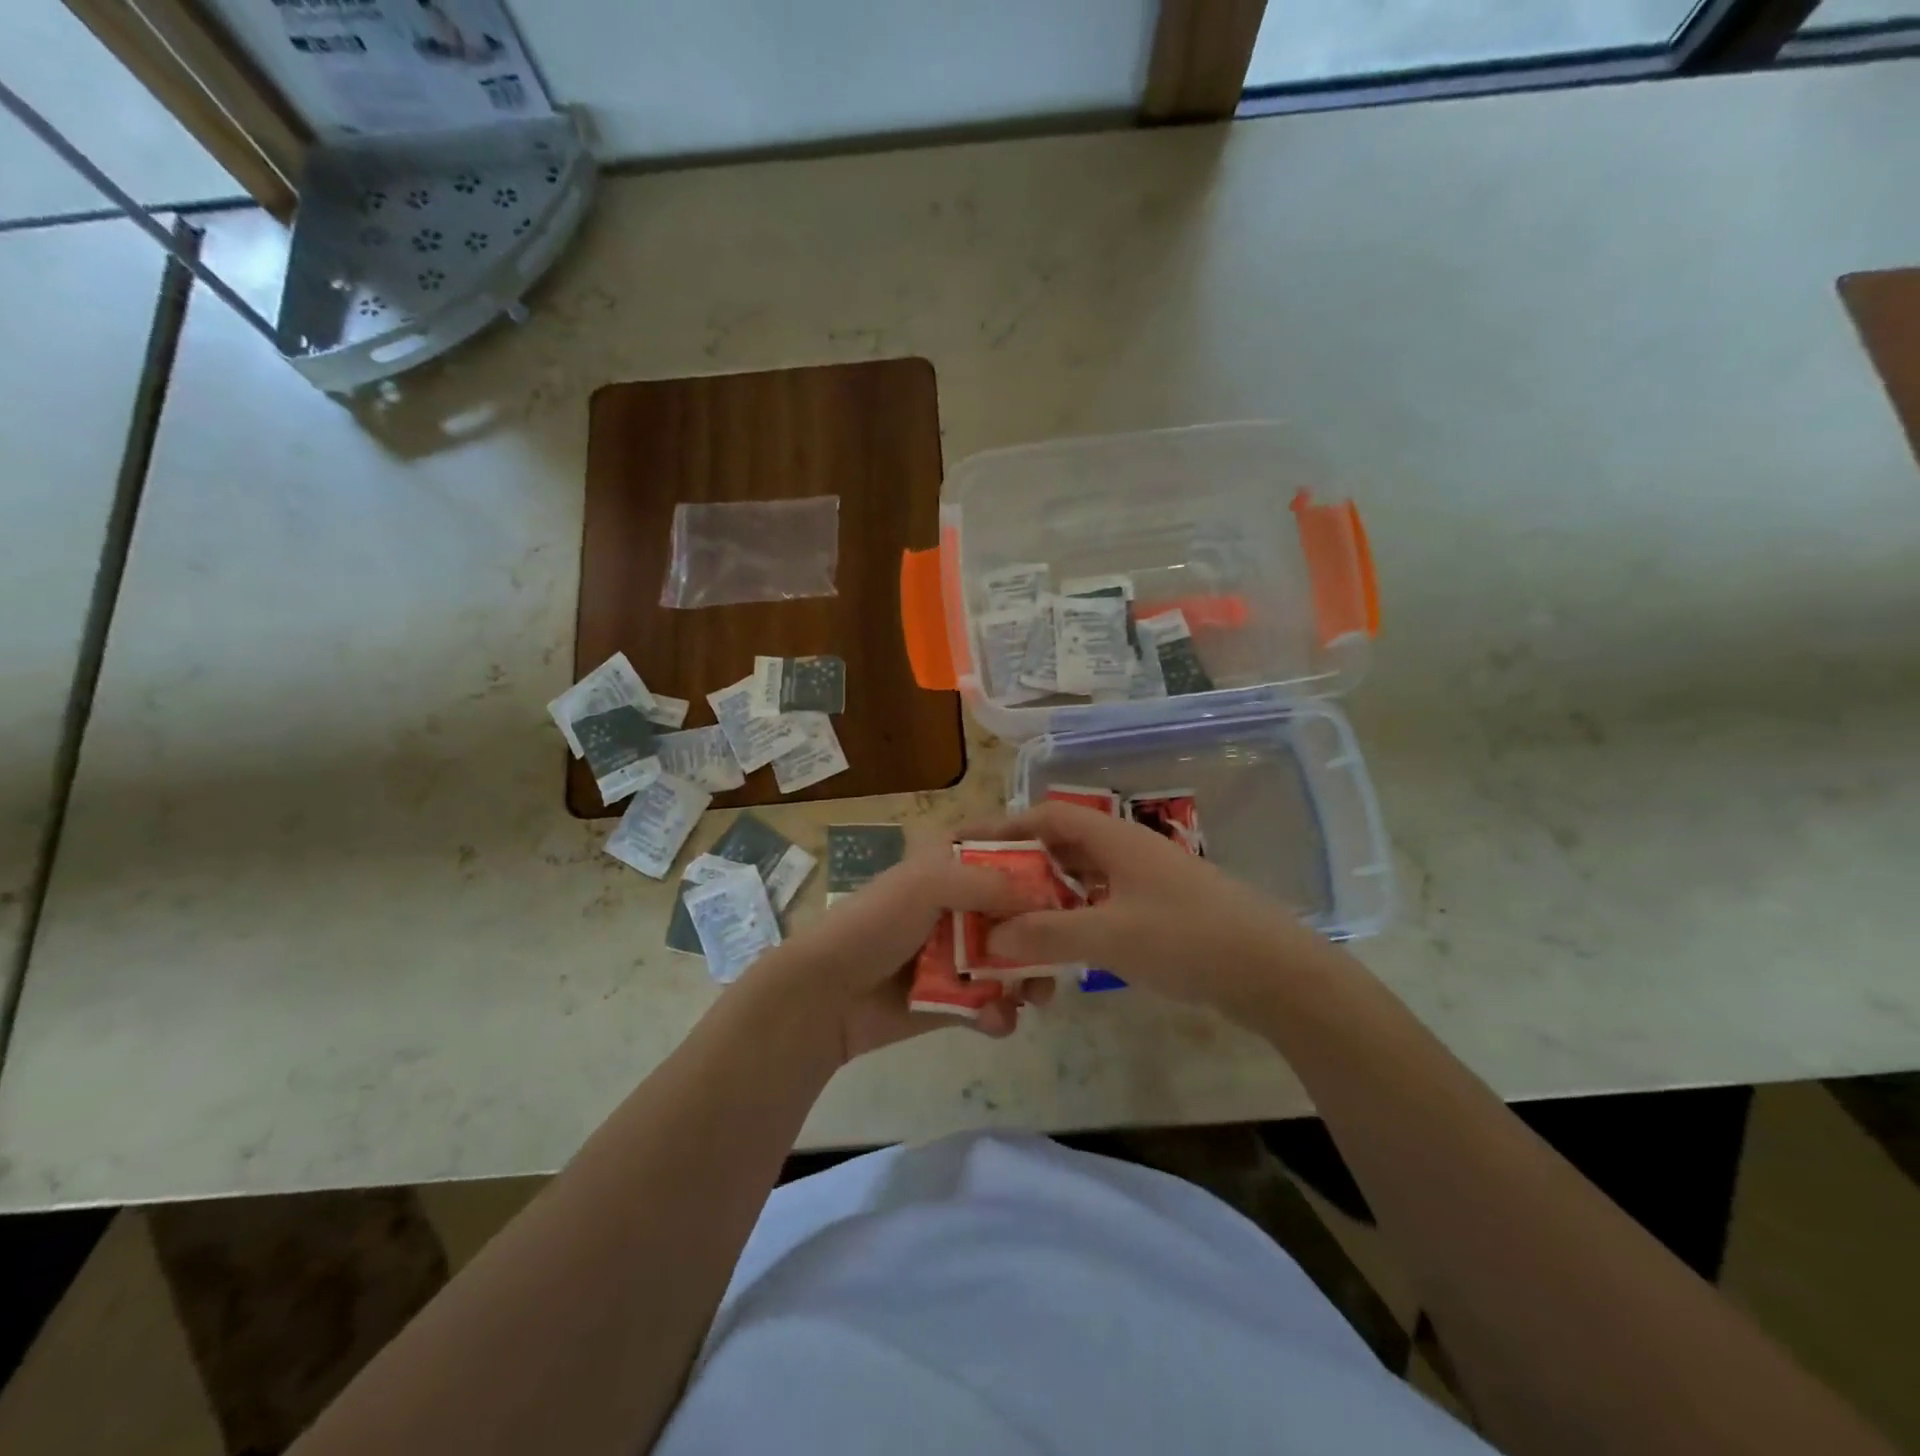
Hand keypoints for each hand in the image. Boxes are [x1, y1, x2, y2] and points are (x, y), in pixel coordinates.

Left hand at [745, 832, 1055, 1062]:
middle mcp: (957, 904)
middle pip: (1017, 909)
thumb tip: (1039, 895)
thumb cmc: (875, 925)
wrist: (827, 997)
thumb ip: (985, 883)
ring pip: (1011, 960)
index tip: (1073, 875)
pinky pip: (991, 1003)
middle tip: (1064, 952)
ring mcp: (956, 953)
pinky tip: (997, 1021)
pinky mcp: (953, 998)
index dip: (1035, 858)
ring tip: (1037, 997)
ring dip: (1030, 978)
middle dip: (1043, 931)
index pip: (1000, 848)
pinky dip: (999, 1013)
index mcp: (947, 865)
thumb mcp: (926, 886)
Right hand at [974, 801, 1329, 1021]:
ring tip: (1016, 923)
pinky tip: (1064, 947)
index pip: (1048, 815)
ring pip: (1084, 878)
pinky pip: (1104, 903)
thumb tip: (992, 933)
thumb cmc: (1188, 939)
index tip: (971, 847)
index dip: (1007, 826)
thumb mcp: (1109, 937)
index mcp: (1115, 839)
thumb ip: (1046, 934)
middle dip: (1023, 867)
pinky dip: (1077, 918)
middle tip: (986, 893)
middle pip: (1063, 845)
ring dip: (1049, 897)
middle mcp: (1128, 850)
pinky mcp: (1162, 910)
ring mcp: (1148, 880)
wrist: (1274, 972)